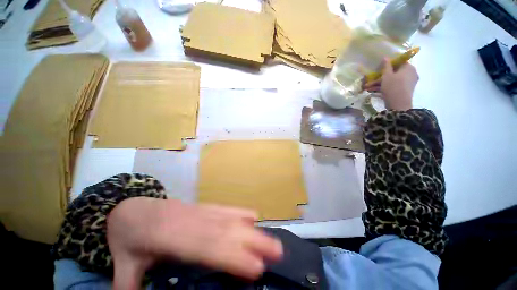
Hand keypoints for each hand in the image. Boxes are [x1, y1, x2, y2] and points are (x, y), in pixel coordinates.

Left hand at [107, 197, 282, 289]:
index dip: (233, 255)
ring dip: (252, 228)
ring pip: (231, 219)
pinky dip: (241, 213)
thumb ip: (129, 287)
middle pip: (227, 231)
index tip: (256, 267)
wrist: (133, 208)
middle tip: (277, 251)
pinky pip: (226, 209)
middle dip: (253, 241)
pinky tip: (254, 217)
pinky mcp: (204, 206)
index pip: (208, 247)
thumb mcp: (123, 265)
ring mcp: (201, 211)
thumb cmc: (129, 236)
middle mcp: (194, 221)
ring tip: (271, 237)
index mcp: (173, 237)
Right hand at [364, 58, 418, 110]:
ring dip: (382, 83)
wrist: (398, 104)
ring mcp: (410, 82)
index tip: (380, 70)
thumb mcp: (386, 75)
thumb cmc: (393, 87)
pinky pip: (396, 86)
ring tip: (370, 88)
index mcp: (409, 67)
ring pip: (394, 80)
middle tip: (372, 81)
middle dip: (383, 77)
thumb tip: (386, 57)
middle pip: (395, 72)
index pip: (399, 62)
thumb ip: (386, 66)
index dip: (388, 66)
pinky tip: (376, 91)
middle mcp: (412, 73)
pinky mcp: (406, 90)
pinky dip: (387, 87)